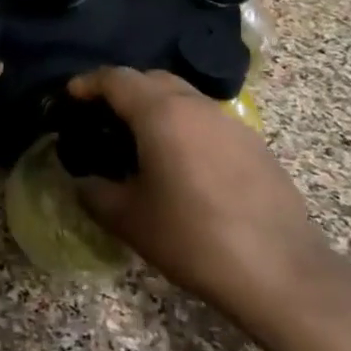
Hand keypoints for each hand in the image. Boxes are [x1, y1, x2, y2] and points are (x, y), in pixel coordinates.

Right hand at [67, 67, 324, 317]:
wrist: (279, 271)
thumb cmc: (193, 239)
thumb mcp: (130, 220)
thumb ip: (95, 193)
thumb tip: (82, 181)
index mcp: (161, 114)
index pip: (117, 79)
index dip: (89, 83)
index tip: (71, 95)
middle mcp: (197, 106)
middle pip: (153, 79)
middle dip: (124, 90)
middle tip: (103, 116)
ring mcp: (231, 123)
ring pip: (184, 98)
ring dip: (157, 107)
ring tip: (141, 141)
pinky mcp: (255, 144)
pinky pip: (208, 121)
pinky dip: (185, 126)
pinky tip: (182, 163)